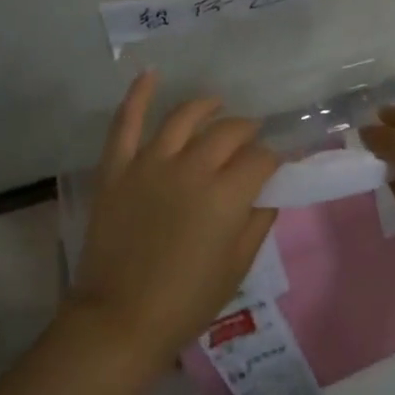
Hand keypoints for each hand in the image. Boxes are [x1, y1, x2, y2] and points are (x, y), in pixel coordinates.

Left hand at [67, 71, 279, 365]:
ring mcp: (150, 163)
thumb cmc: (186, 301)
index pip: (261, 159)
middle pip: (228, 132)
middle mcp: (192, 167)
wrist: (119, 320)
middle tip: (251, 138)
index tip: (276, 164)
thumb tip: (270, 192)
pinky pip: (126, 123)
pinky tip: (150, 74)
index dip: (273, 159)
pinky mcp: (117, 168)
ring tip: (216, 104)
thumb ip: (258, 222)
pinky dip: (138, 96)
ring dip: (205, 106)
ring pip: (184, 118)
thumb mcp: (237, 267)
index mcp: (226, 195)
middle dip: (247, 131)